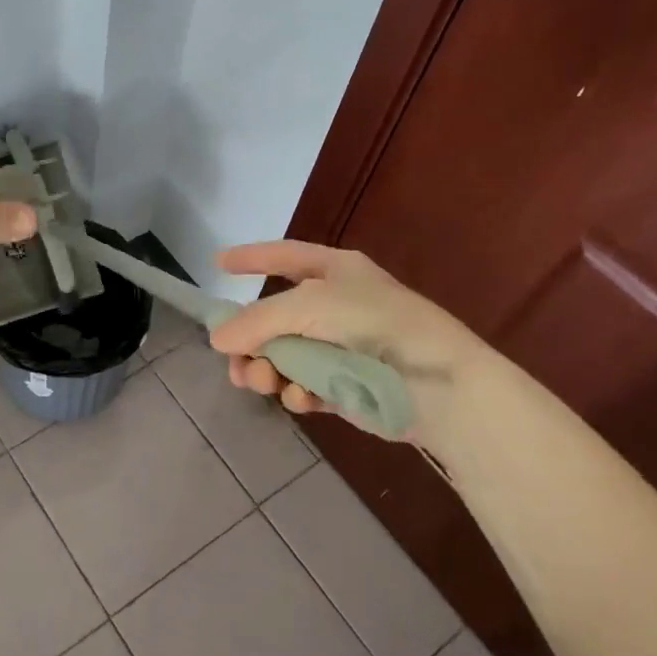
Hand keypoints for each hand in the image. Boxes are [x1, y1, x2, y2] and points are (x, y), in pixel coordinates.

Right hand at [208, 240, 483, 427]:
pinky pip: (304, 385)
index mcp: (335, 272)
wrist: (439, 386)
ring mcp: (341, 348)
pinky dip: (296, 392)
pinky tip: (300, 398)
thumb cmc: (374, 325)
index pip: (284, 256)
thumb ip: (257, 320)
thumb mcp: (308, 306)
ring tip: (262, 382)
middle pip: (274, 318)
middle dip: (250, 340)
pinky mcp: (346, 387)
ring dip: (266, 369)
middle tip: (235, 361)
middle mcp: (335, 306)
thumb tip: (217, 339)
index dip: (251, 257)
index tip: (217, 262)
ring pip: (284, 356)